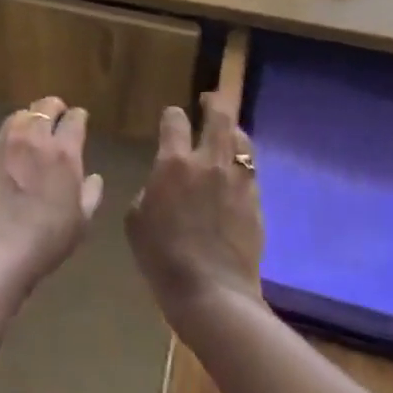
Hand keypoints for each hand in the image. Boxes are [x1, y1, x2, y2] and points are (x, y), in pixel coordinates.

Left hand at [0, 97, 102, 292]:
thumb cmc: (45, 238)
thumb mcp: (81, 222)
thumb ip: (90, 195)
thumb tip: (94, 178)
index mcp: (63, 151)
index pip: (74, 119)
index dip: (78, 116)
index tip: (80, 118)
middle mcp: (33, 138)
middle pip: (44, 108)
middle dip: (53, 108)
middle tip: (57, 115)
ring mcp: (4, 145)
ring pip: (18, 116)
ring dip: (29, 117)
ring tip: (32, 127)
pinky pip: (0, 138)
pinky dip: (9, 139)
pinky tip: (10, 152)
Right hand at [126, 93, 264, 331]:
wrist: (211, 291)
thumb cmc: (162, 257)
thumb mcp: (136, 220)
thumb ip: (149, 191)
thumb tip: (161, 186)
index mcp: (174, 163)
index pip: (174, 120)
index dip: (172, 114)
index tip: (171, 116)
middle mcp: (209, 162)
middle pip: (218, 117)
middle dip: (213, 103)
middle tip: (208, 101)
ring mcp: (238, 181)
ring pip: (241, 139)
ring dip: (232, 130)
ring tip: (227, 133)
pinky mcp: (256, 201)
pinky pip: (251, 170)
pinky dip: (243, 163)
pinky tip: (237, 172)